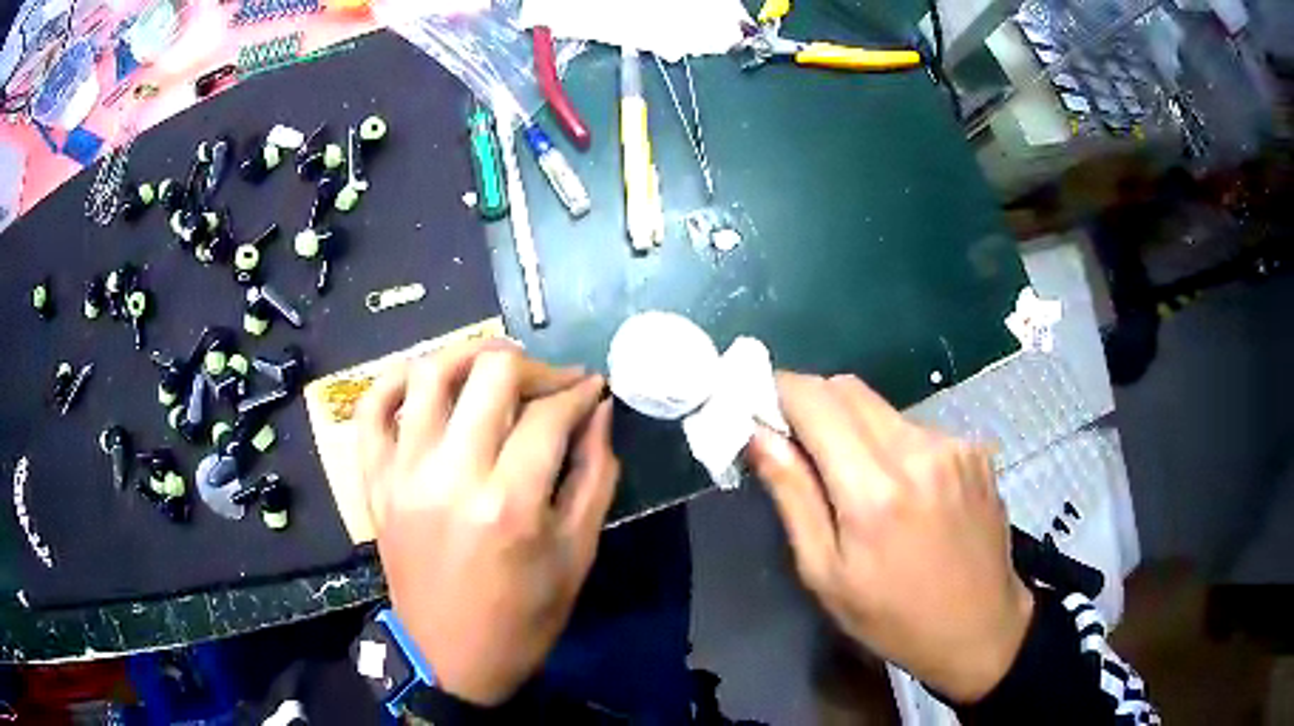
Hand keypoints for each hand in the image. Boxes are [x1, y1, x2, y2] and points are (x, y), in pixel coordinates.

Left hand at [357, 340, 618, 705]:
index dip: (579, 392)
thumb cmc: (524, 617)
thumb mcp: (577, 554)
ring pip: (428, 375)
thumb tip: (599, 412)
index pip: (548, 415)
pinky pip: (371, 410)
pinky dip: (394, 380)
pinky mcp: (375, 483)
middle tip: (550, 383)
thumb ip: (595, 475)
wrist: (452, 657)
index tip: (592, 389)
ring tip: (494, 367)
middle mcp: (450, 476)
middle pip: (490, 375)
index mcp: (509, 504)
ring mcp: (403, 475)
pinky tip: (423, 380)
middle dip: (533, 366)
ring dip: (468, 355)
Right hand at [746, 372, 1032, 703]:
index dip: (779, 393)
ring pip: (882, 408)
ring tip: (859, 483)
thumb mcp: (825, 573)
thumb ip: (792, 495)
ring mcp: (954, 445)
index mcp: (875, 489)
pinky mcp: (974, 449)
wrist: (980, 627)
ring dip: (855, 429)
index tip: (760, 411)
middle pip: (848, 389)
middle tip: (800, 448)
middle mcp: (919, 450)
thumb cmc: (892, 616)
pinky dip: (894, 445)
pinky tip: (904, 490)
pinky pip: (916, 427)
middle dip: (813, 405)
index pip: (815, 400)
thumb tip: (758, 434)